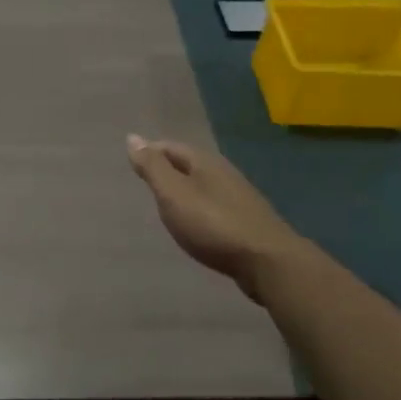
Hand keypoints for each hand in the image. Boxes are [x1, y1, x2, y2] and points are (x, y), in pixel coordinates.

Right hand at [125, 135, 310, 303]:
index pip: (170, 147)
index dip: (150, 153)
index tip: (133, 165)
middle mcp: (223, 172)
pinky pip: (214, 205)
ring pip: (203, 185)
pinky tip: (195, 223)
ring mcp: (239, 197)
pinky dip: (199, 208)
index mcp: (205, 162)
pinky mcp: (247, 221)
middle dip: (167, 169)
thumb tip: (133, 137)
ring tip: (166, 203)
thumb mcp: (174, 194)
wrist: (268, 262)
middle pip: (188, 164)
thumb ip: (153, 168)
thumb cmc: (213, 225)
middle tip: (146, 183)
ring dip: (184, 189)